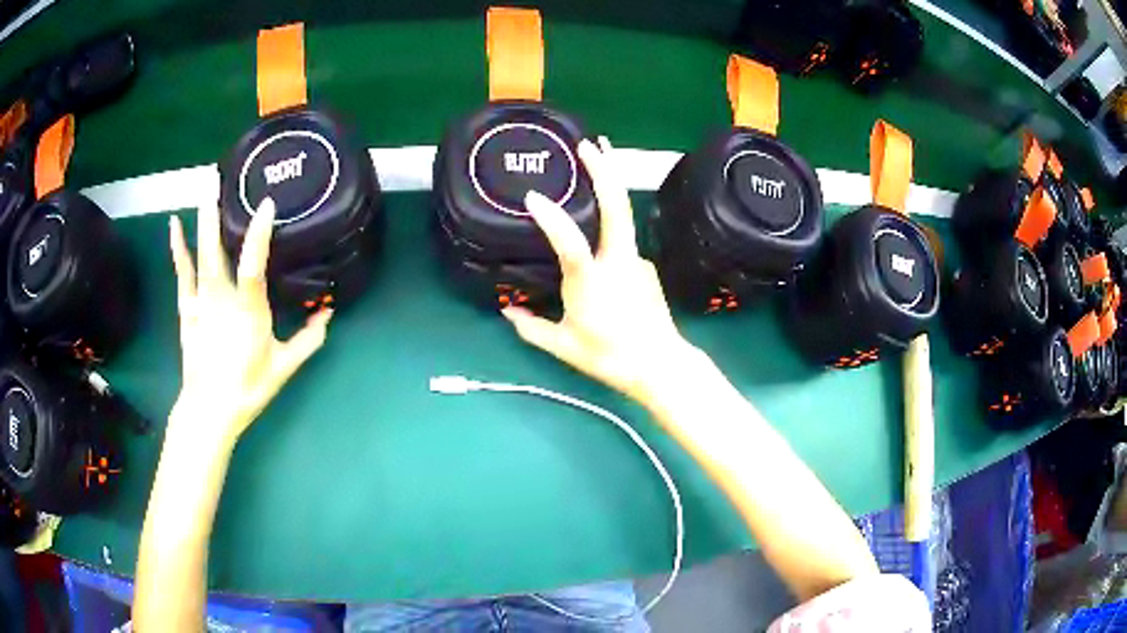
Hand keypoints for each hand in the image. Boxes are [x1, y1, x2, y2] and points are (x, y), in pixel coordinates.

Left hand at [167, 197, 331, 447]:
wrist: (210, 410)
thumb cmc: (248, 388)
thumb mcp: (284, 366)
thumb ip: (308, 339)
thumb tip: (329, 313)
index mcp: (249, 312)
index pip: (253, 266)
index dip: (259, 234)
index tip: (266, 204)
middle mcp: (222, 300)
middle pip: (216, 251)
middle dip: (215, 213)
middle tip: (217, 178)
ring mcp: (201, 303)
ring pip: (199, 256)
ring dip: (200, 222)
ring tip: (203, 189)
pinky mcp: (188, 310)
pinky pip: (182, 274)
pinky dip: (178, 249)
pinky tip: (173, 226)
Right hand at [502, 137, 696, 401]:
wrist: (660, 366)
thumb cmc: (609, 357)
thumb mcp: (564, 346)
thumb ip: (532, 328)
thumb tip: (507, 311)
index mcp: (592, 284)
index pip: (571, 246)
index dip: (553, 220)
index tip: (534, 198)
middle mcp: (618, 263)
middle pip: (617, 209)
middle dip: (604, 171)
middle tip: (589, 144)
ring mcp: (637, 261)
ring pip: (623, 218)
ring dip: (610, 186)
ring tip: (600, 158)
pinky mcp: (646, 266)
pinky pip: (624, 241)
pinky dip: (610, 226)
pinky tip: (601, 233)